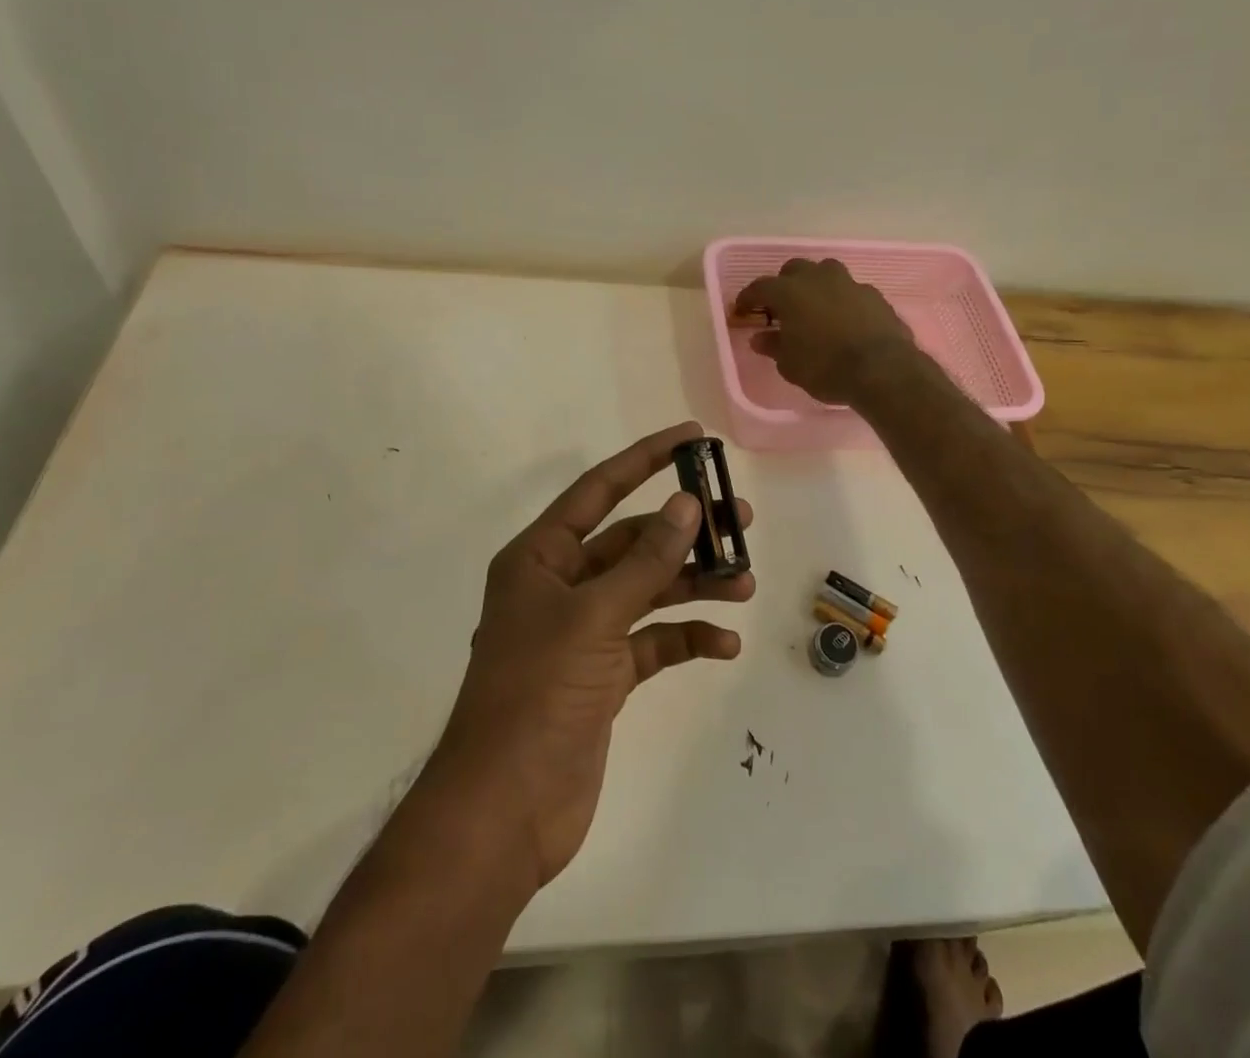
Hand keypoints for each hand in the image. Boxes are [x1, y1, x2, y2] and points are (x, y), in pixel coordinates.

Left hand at [437, 422, 753, 888]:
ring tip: (744, 583)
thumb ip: (645, 561)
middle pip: (632, 543)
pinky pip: (653, 642)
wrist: (505, 810)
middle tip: (739, 522)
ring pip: (648, 591)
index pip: (599, 490)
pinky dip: (686, 638)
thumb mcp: (593, 618)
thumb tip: (686, 505)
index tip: (693, 438)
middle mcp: (561, 586)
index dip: (645, 459)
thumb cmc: (537, 695)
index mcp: (541, 558)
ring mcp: (583, 633)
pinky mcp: (603, 676)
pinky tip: (723, 643)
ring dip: (694, 586)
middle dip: (684, 534)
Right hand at [734, 258, 917, 405]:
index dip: (747, 298)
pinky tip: (844, 320)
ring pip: (825, 272)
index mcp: (789, 292)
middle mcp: (818, 278)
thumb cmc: (826, 368)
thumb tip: (760, 337)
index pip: (760, 287)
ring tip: (814, 308)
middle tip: (780, 308)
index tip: (741, 310)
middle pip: (794, 270)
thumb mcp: (790, 364)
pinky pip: (850, 290)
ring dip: (816, 285)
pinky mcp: (875, 295)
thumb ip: (773, 346)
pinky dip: (842, 300)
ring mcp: (849, 283)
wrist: (882, 370)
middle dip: (783, 285)